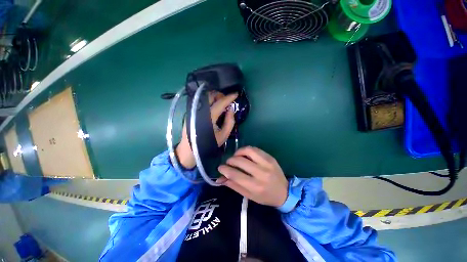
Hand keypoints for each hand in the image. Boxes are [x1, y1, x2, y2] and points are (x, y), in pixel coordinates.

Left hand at [175, 92, 238, 168]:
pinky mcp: (191, 112)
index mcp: (209, 116)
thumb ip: (230, 121)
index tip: (236, 94)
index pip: (220, 103)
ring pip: (205, 97)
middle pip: (211, 96)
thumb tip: (231, 109)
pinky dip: (209, 101)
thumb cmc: (209, 143)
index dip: (229, 97)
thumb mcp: (224, 135)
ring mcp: (194, 110)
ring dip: (214, 97)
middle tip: (227, 101)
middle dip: (221, 95)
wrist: (191, 148)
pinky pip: (202, 102)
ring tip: (220, 103)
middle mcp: (200, 110)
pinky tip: (213, 107)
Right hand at [217, 146, 287, 206]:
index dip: (225, 169)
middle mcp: (261, 173)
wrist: (284, 192)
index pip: (235, 174)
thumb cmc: (265, 196)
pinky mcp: (270, 157)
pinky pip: (255, 149)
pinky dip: (247, 150)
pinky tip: (245, 154)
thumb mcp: (249, 195)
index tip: (220, 167)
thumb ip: (233, 185)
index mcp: (255, 186)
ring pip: (248, 151)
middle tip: (228, 162)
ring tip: (236, 156)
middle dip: (230, 160)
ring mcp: (267, 163)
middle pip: (240, 161)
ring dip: (239, 152)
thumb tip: (220, 178)